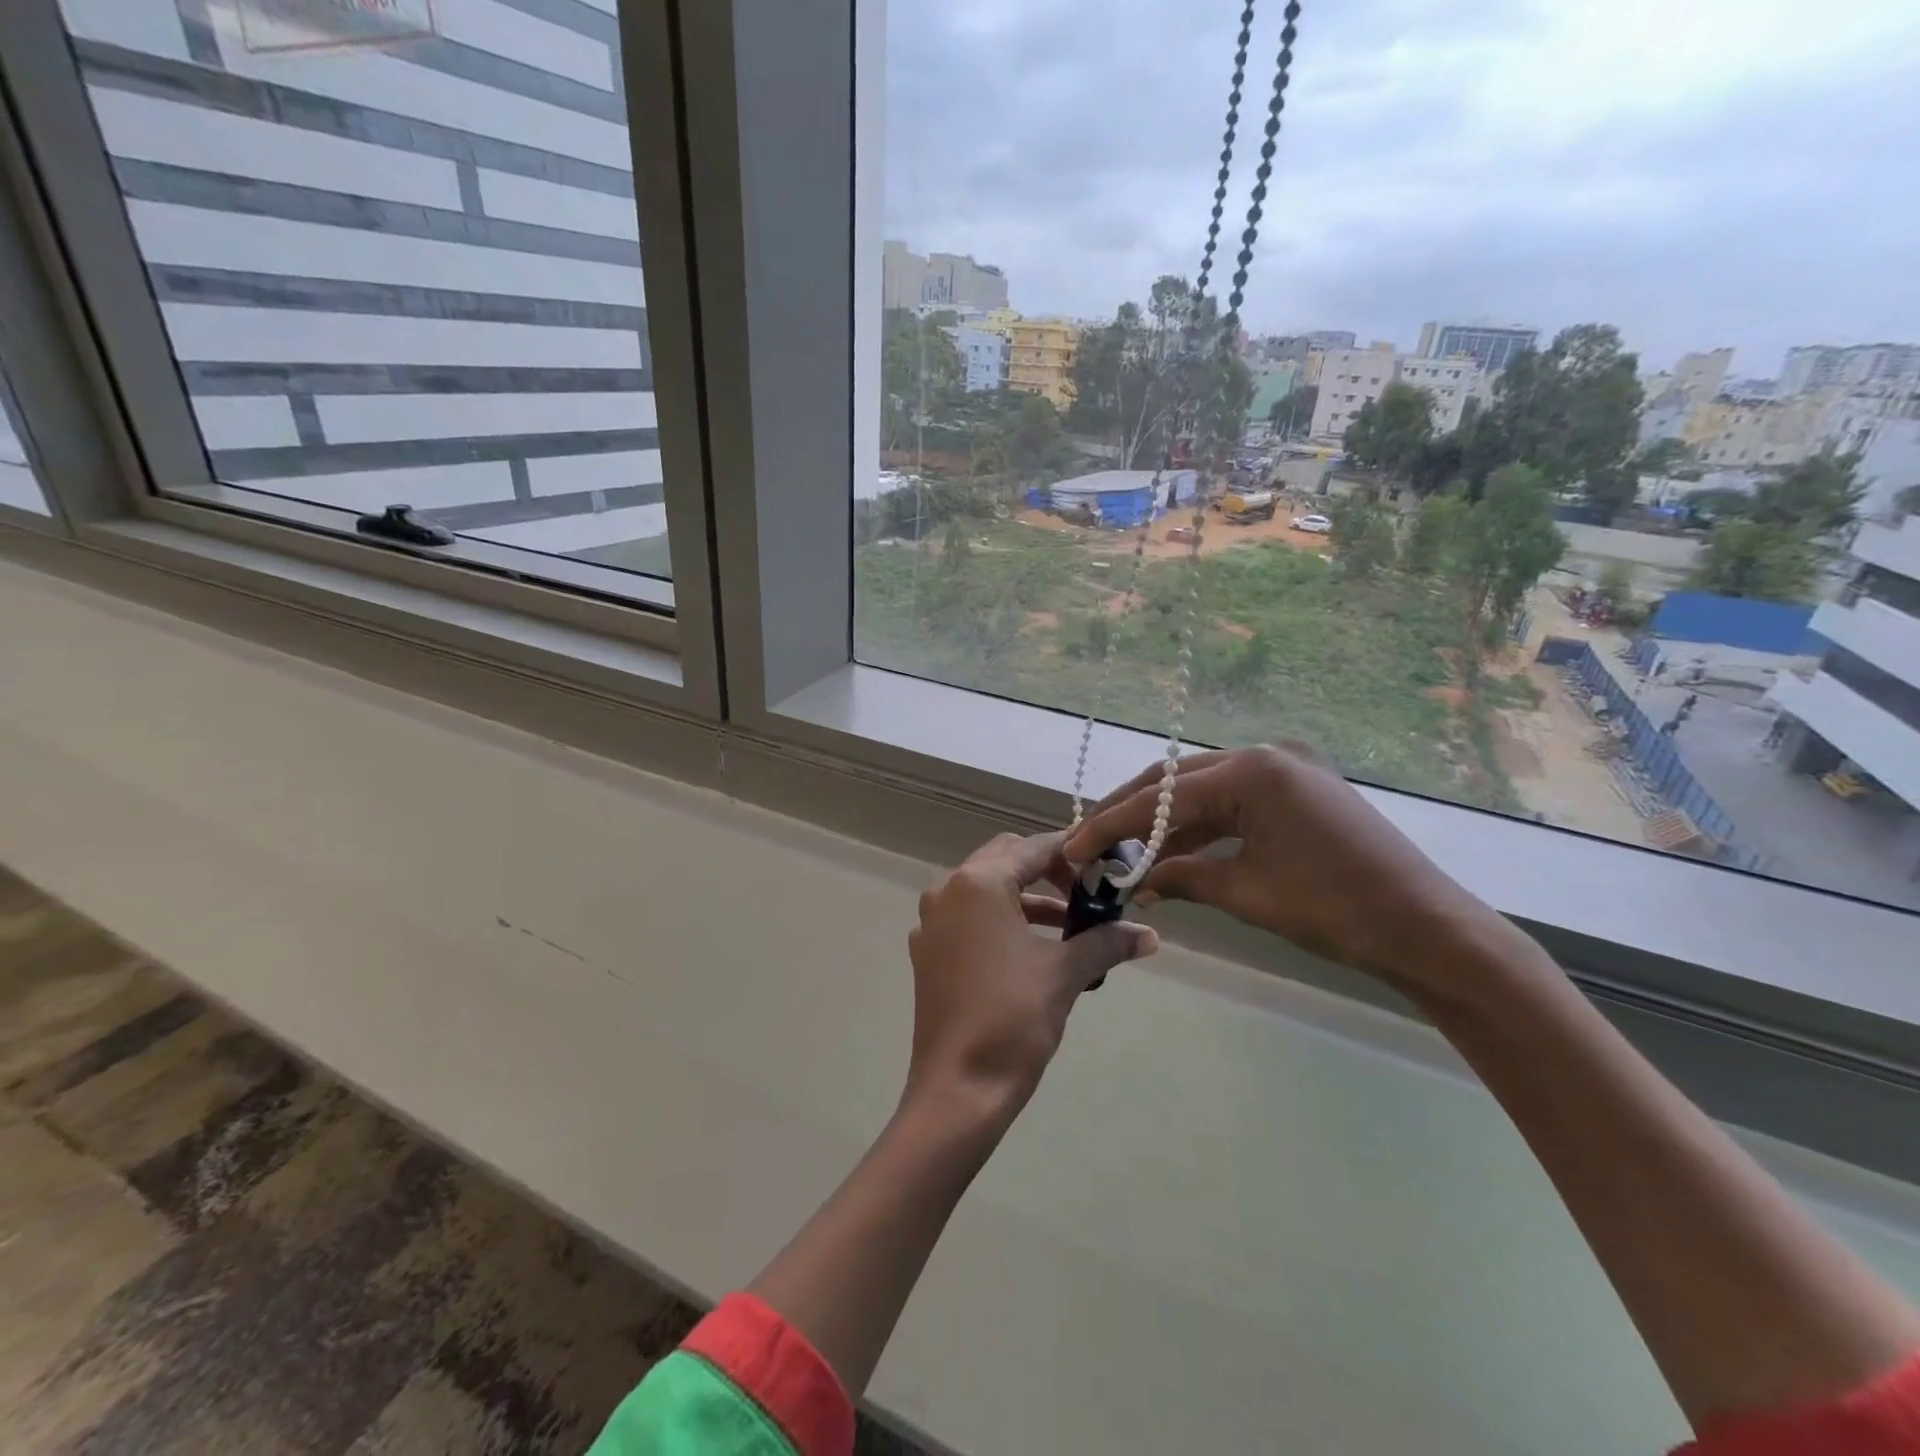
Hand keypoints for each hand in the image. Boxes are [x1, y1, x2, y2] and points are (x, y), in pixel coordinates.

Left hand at [905, 832, 1156, 1122]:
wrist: (958, 1090)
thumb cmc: (1013, 1019)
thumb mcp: (1064, 973)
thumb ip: (1106, 942)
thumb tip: (1151, 936)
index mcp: (978, 883)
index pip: (1033, 848)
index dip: (1073, 851)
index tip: (1106, 863)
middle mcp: (948, 890)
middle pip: (1006, 859)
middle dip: (1048, 870)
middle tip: (1088, 891)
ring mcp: (932, 921)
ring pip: (987, 888)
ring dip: (1028, 898)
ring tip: (1073, 924)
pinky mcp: (928, 951)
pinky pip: (970, 917)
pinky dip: (1003, 920)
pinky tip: (1035, 949)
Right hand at [1064, 744, 1497, 991]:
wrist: (1429, 930)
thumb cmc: (1336, 910)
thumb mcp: (1247, 892)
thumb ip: (1183, 876)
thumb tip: (1136, 881)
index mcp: (1255, 769)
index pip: (1164, 796)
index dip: (1113, 825)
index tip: (1074, 846)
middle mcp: (1267, 754)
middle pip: (1178, 782)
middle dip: (1131, 814)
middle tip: (1091, 842)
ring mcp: (1287, 769)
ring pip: (1205, 792)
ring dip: (1165, 823)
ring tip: (1124, 853)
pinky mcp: (1300, 790)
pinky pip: (1235, 804)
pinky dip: (1202, 828)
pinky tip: (1173, 853)